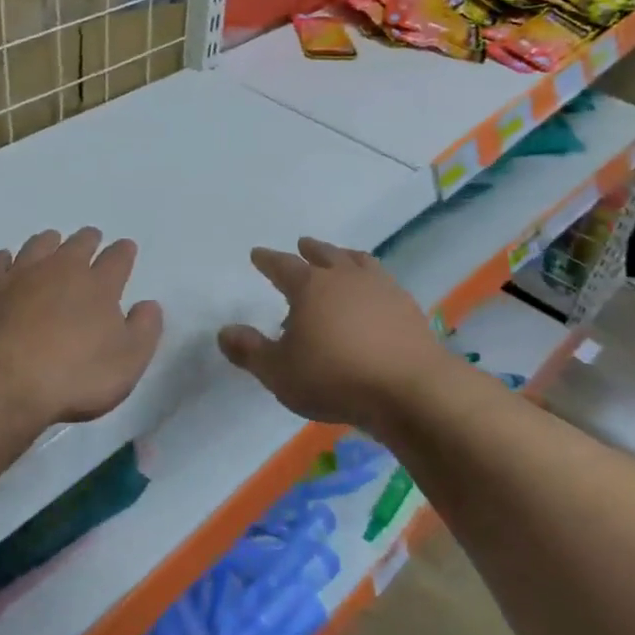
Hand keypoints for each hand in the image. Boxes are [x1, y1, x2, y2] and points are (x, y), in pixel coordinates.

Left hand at [0, 226, 163, 428]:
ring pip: (39, 245)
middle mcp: (62, 269)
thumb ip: (144, 330)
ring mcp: (22, 275)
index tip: (126, 248)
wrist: (3, 380)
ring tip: (52, 243)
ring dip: (49, 242)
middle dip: (88, 240)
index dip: (124, 252)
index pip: (117, 258)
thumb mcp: (127, 362)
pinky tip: (8, 261)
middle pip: (78, 244)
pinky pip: (0, 261)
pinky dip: (7, 258)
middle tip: (91, 239)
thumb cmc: (74, 375)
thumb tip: (149, 305)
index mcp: (99, 285)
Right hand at [217, 237, 461, 433]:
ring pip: (359, 262)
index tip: (257, 254)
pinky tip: (374, 294)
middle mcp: (345, 278)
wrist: (410, 390)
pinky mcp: (407, 308)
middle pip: (324, 254)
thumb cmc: (335, 378)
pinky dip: (372, 281)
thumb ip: (250, 351)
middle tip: (302, 244)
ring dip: (345, 257)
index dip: (268, 260)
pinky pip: (384, 282)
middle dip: (310, 250)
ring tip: (341, 257)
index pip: (282, 266)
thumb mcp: (279, 372)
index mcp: (310, 287)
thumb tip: (224, 331)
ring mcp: (381, 289)